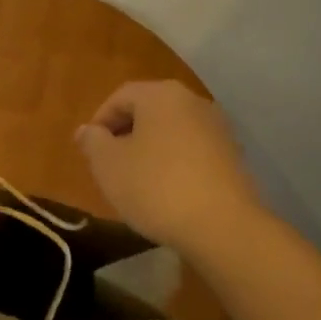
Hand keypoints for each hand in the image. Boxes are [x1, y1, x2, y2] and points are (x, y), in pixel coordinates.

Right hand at [75, 80, 264, 255]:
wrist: (222, 225)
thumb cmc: (155, 187)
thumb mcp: (109, 165)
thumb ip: (93, 142)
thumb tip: (87, 130)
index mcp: (161, 94)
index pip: (120, 96)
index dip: (99, 121)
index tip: (89, 150)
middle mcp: (193, 101)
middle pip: (149, 110)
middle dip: (125, 134)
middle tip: (109, 164)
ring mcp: (218, 128)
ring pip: (172, 131)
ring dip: (150, 149)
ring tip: (136, 181)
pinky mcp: (233, 156)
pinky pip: (193, 151)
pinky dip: (174, 163)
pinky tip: (167, 192)